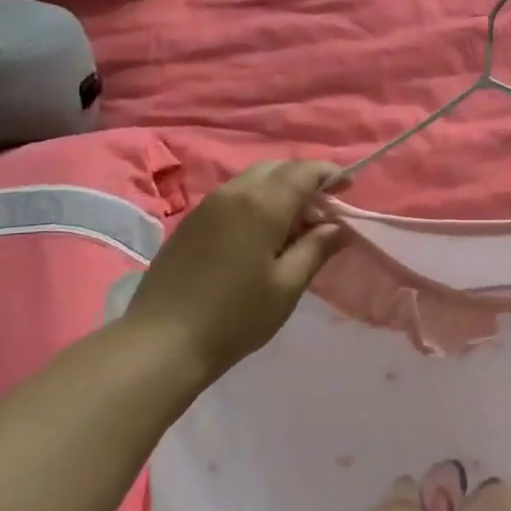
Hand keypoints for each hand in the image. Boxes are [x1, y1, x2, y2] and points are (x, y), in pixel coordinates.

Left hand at [123, 161, 347, 382]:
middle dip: (305, 181)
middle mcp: (233, 193)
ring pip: (253, 181)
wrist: (162, 341)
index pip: (303, 172)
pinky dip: (257, 203)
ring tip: (295, 227)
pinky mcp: (191, 222)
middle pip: (277, 169)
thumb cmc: (235, 317)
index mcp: (261, 204)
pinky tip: (262, 236)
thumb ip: (316, 249)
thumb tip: (339, 227)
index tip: (348, 188)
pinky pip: (234, 197)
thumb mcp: (287, 286)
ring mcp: (207, 206)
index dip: (329, 174)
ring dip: (280, 192)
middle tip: (323, 212)